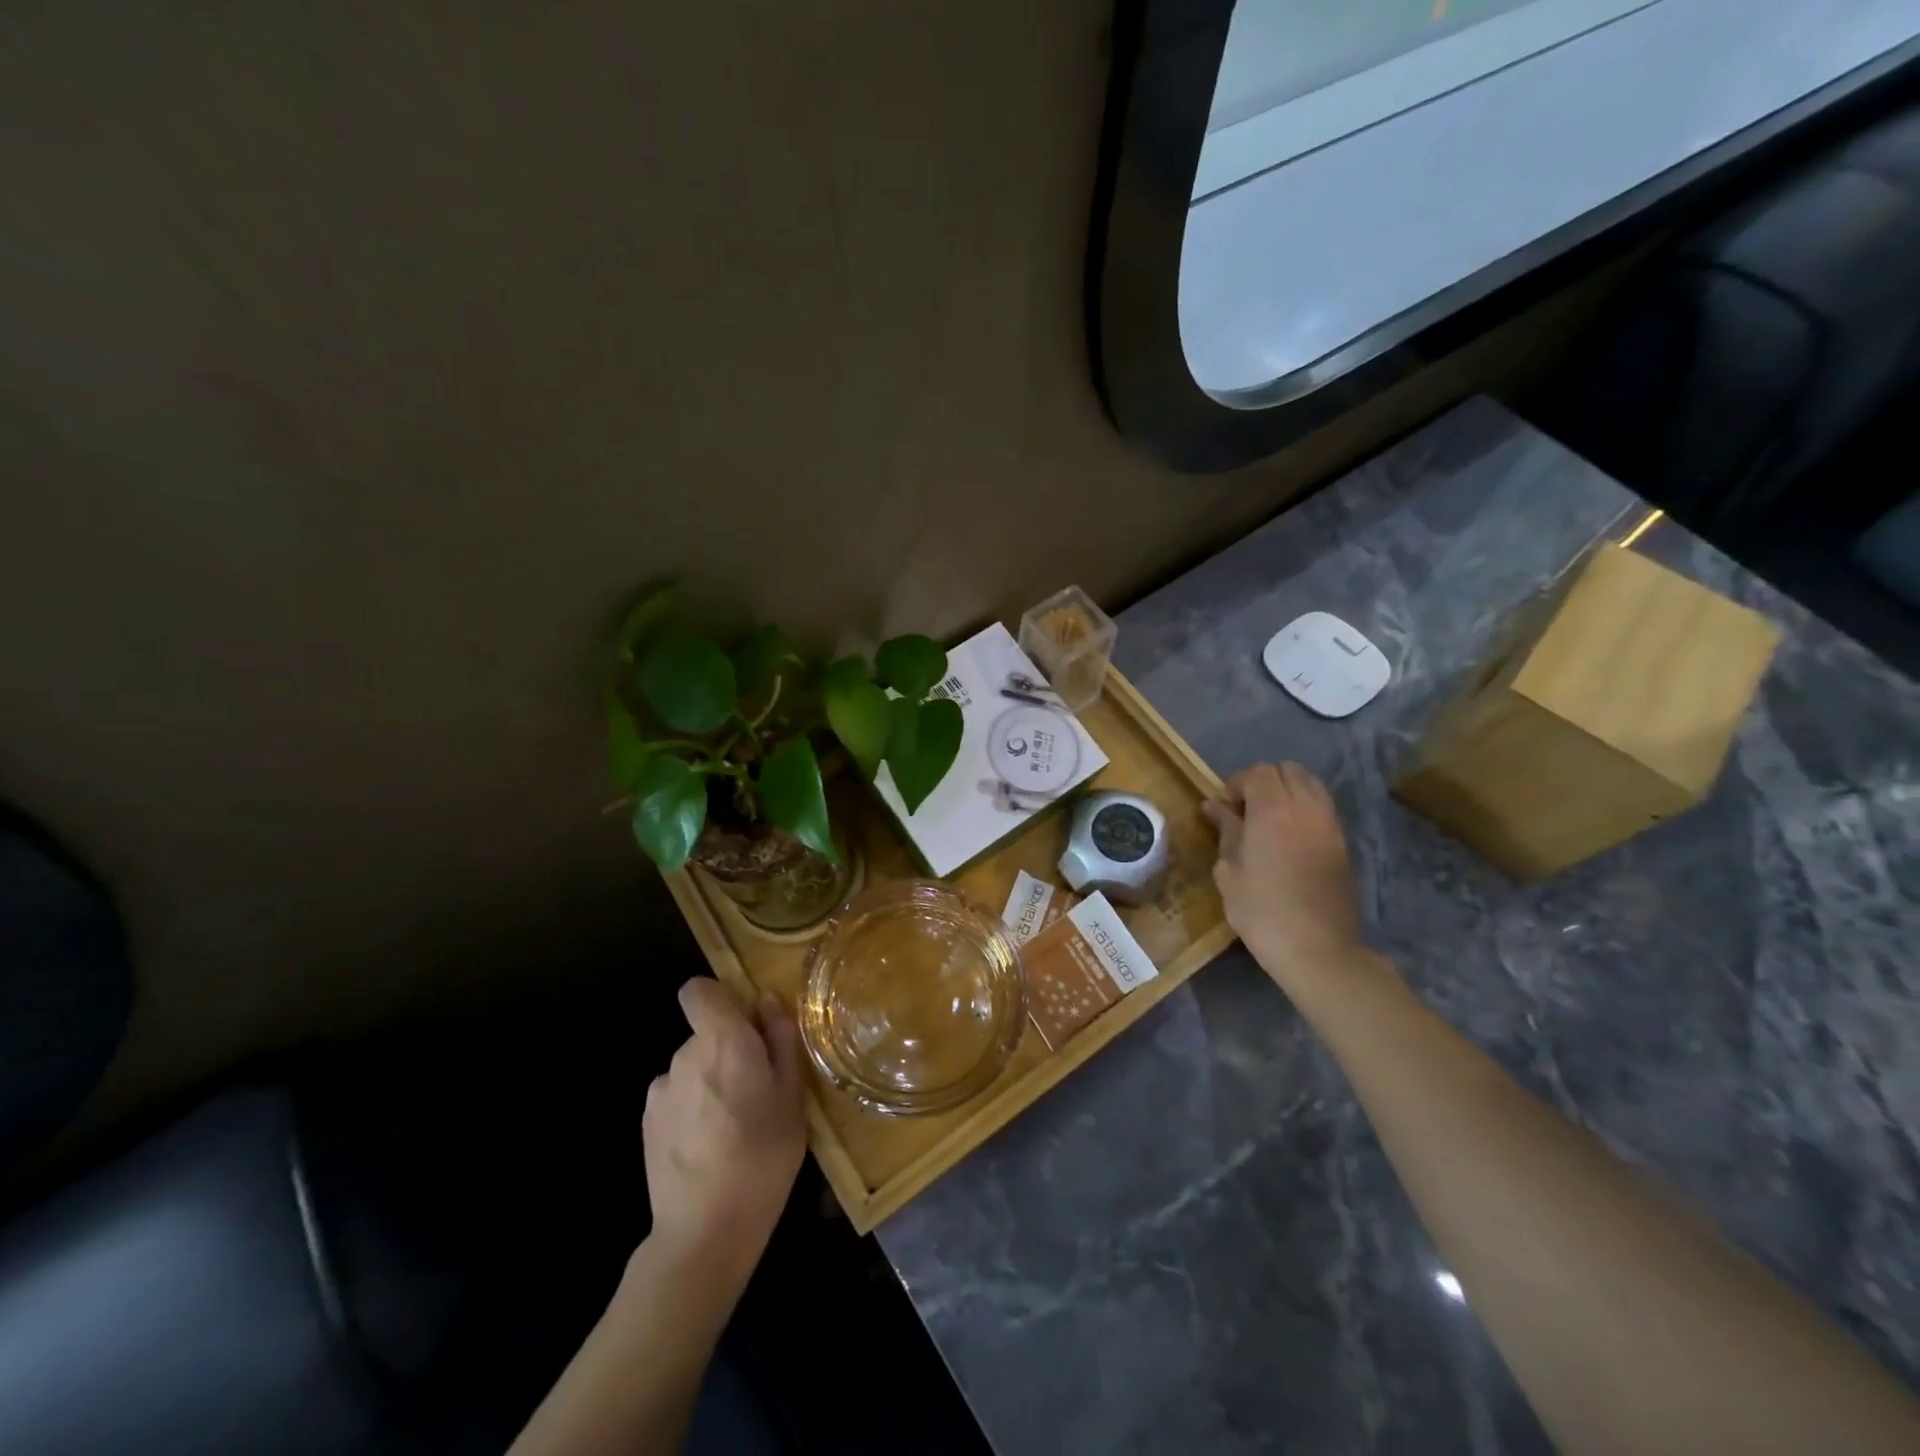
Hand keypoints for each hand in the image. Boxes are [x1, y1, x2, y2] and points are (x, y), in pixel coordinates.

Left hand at [643, 978, 805, 1285]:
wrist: (704, 1230)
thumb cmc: (763, 1155)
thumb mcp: (793, 1094)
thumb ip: (780, 1039)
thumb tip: (767, 1000)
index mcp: (723, 1040)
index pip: (699, 990)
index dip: (719, 998)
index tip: (745, 1025)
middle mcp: (685, 1055)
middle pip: (704, 1033)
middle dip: (728, 1050)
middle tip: (757, 1090)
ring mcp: (661, 1090)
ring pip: (692, 1068)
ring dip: (710, 1081)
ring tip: (734, 1126)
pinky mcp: (647, 1123)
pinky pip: (676, 1097)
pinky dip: (692, 1109)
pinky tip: (708, 1145)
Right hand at [1202, 763, 1375, 1000]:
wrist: (1318, 949)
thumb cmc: (1262, 911)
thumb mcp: (1229, 871)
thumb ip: (1225, 831)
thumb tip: (1214, 806)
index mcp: (1273, 811)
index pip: (1258, 772)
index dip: (1237, 783)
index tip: (1225, 808)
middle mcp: (1305, 807)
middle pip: (1287, 769)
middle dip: (1264, 780)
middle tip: (1246, 809)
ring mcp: (1329, 823)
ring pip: (1309, 783)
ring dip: (1287, 790)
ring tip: (1269, 819)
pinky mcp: (1342, 841)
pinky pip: (1322, 805)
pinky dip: (1304, 806)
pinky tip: (1289, 835)